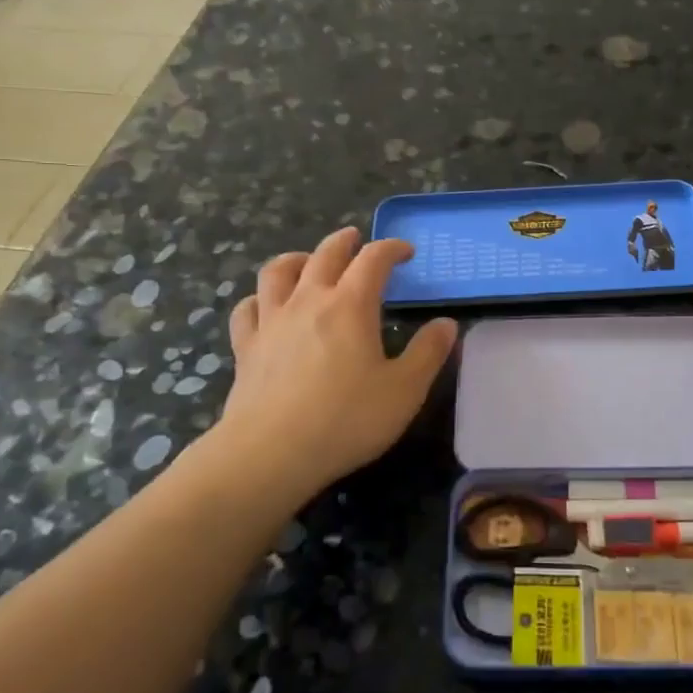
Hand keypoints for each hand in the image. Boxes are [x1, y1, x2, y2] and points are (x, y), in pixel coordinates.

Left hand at [214, 227, 456, 492]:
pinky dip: (259, 299)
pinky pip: (247, 309)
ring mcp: (271, 322)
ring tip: (307, 261)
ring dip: (297, 258)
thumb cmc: (347, 420)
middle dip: (344, 242)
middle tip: (356, 239)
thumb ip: (428, 353)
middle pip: (325, 254)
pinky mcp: (246, 347)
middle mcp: (308, 301)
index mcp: (351, 305)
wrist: (272, 453)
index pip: (373, 259)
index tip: (406, 252)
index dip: (391, 248)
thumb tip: (446, 324)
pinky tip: (264, 306)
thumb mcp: (405, 390)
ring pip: (278, 272)